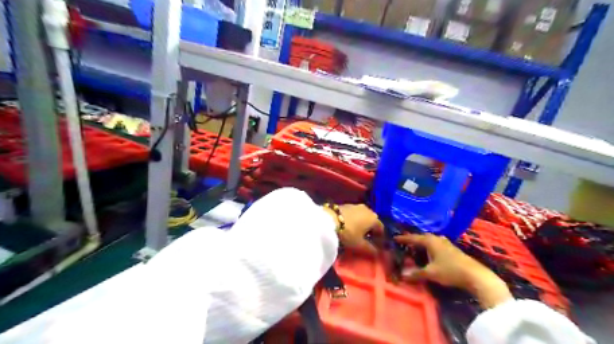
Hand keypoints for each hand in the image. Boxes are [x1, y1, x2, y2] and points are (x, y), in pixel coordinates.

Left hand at [323, 204, 381, 255]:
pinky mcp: (346, 204)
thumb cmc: (348, 232)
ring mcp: (356, 205)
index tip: (377, 245)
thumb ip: (370, 249)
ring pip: (363, 216)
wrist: (329, 219)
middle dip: (371, 230)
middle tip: (367, 239)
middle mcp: (367, 209)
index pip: (381, 228)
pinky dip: (354, 220)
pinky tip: (349, 226)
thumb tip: (378, 253)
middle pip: (372, 221)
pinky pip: (354, 214)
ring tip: (357, 233)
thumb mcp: (359, 244)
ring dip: (362, 224)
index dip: (379, 238)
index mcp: (374, 218)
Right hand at [393, 234, 514, 309]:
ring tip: (417, 247)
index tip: (395, 238)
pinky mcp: (453, 249)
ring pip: (432, 240)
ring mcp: (447, 243)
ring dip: (424, 242)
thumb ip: (416, 273)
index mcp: (430, 241)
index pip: (413, 238)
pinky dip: (431, 247)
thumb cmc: (450, 271)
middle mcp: (438, 239)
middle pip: (423, 237)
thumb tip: (402, 276)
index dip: (404, 238)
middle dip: (414, 239)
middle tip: (406, 243)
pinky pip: (437, 244)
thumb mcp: (431, 273)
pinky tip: (431, 253)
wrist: (476, 275)